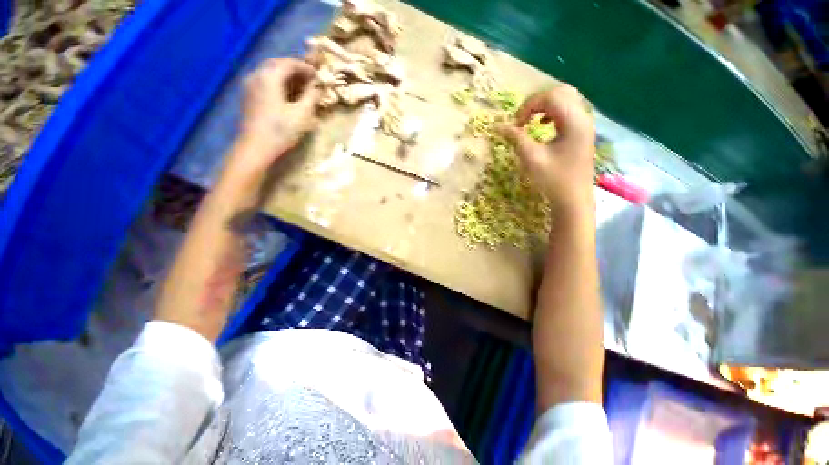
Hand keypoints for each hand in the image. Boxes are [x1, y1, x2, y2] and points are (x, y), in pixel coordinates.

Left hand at [230, 58, 320, 174]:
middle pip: (278, 65)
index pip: (290, 63)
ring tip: (301, 88)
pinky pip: (265, 81)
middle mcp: (257, 75)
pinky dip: (278, 83)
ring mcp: (250, 85)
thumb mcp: (302, 114)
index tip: (318, 76)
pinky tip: (287, 95)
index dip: (306, 68)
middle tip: (310, 80)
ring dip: (287, 77)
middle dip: (295, 70)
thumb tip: (318, 86)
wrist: (256, 147)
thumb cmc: (281, 131)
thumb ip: (311, 97)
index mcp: (270, 76)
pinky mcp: (249, 96)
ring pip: (270, 72)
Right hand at [498, 85, 595, 216]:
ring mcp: (585, 124)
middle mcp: (583, 117)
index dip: (528, 106)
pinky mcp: (582, 132)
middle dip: (537, 102)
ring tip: (530, 120)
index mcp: (574, 121)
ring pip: (566, 99)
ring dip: (545, 106)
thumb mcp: (531, 159)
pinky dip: (553, 112)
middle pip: (561, 92)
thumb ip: (516, 138)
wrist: (573, 199)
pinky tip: (543, 125)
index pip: (550, 97)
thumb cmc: (553, 180)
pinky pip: (569, 110)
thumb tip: (498, 126)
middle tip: (522, 119)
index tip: (515, 124)